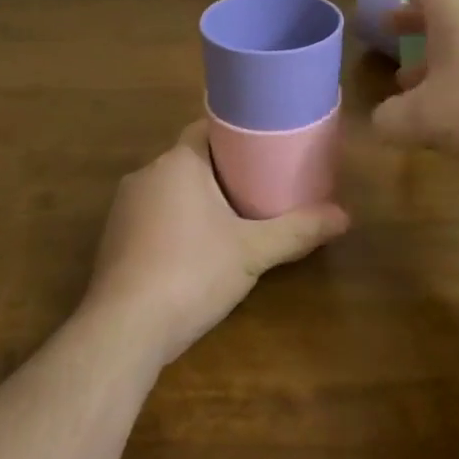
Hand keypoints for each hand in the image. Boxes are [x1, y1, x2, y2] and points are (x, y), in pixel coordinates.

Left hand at [85, 122, 349, 363]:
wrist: (124, 330)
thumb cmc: (192, 273)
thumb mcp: (253, 251)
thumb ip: (298, 230)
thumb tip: (346, 216)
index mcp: (178, 161)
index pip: (208, 128)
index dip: (238, 135)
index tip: (265, 147)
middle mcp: (145, 174)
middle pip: (191, 159)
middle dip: (223, 171)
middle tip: (261, 185)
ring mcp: (124, 208)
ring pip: (170, 189)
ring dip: (197, 199)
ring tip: (234, 217)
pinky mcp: (113, 239)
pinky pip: (153, 216)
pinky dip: (176, 223)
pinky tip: (196, 250)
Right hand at [370, 0, 458, 171]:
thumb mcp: (428, 115)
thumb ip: (393, 119)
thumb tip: (382, 122)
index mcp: (451, 15)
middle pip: (436, 14)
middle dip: (409, 19)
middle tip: (387, 24)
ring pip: (457, 48)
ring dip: (429, 60)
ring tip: (404, 80)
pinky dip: (453, 86)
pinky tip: (446, 114)